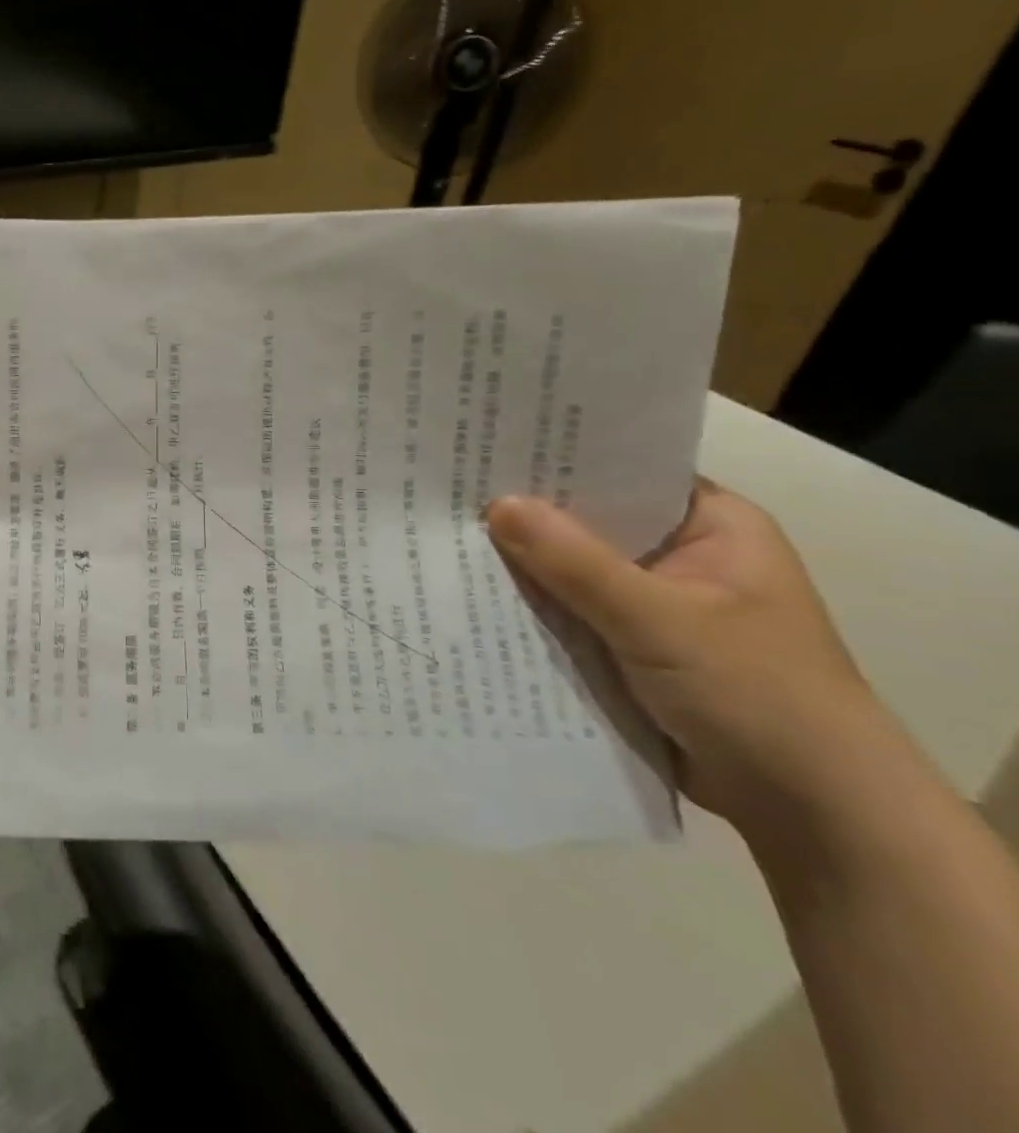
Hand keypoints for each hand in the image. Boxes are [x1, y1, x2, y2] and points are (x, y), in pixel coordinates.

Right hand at [486, 481, 894, 839]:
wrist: (813, 812)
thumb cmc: (757, 693)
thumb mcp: (660, 620)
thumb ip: (575, 563)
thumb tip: (496, 505)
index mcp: (711, 525)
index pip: (623, 472)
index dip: (559, 459)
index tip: (490, 447)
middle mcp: (680, 555)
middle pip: (589, 522)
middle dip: (528, 517)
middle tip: (451, 492)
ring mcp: (655, 604)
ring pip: (573, 571)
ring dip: (525, 567)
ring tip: (447, 538)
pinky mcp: (631, 647)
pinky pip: (570, 614)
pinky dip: (534, 610)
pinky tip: (476, 596)